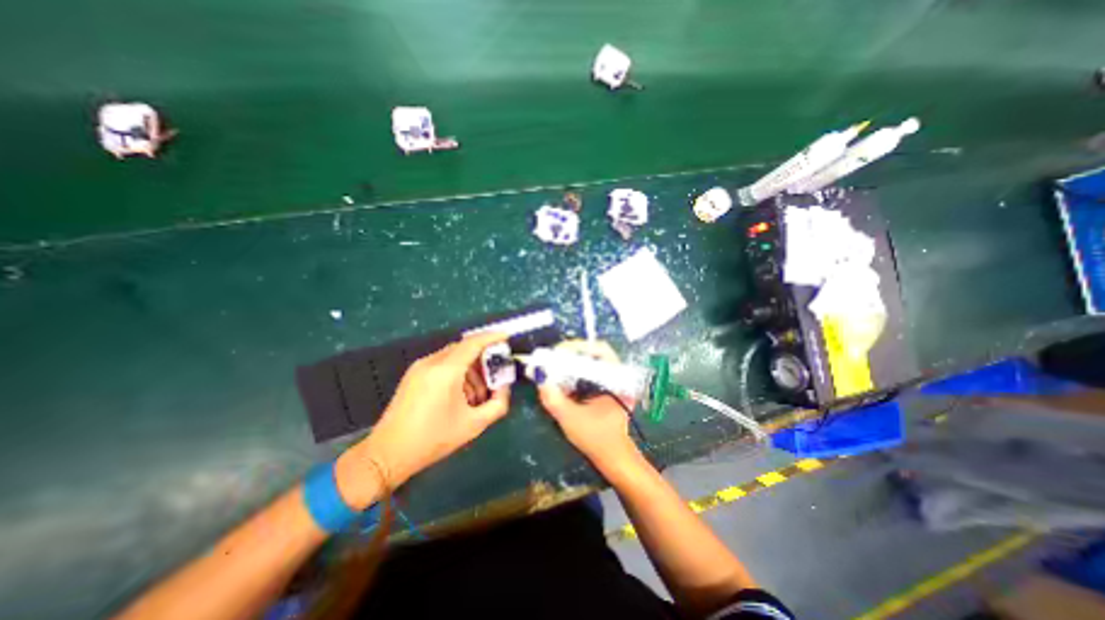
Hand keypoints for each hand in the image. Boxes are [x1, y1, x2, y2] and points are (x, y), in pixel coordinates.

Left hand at [334, 334, 509, 502]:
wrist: (387, 454)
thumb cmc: (433, 439)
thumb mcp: (473, 425)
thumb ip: (497, 404)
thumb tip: (504, 389)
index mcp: (446, 371)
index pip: (473, 343)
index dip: (492, 337)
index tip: (507, 337)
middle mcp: (432, 362)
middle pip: (464, 348)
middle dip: (483, 359)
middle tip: (495, 375)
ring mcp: (420, 367)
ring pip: (454, 357)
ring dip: (470, 369)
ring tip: (477, 395)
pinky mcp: (413, 375)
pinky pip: (442, 364)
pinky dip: (457, 373)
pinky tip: (461, 395)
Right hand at [541, 342, 644, 472]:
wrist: (614, 458)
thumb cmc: (596, 439)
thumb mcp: (570, 418)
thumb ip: (552, 397)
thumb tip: (538, 375)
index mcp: (617, 379)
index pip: (599, 349)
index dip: (577, 347)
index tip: (557, 353)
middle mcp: (618, 375)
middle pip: (594, 352)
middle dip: (571, 353)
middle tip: (552, 357)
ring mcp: (614, 380)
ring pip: (591, 360)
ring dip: (572, 361)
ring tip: (554, 365)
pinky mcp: (607, 387)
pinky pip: (590, 370)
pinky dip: (576, 371)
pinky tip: (563, 377)